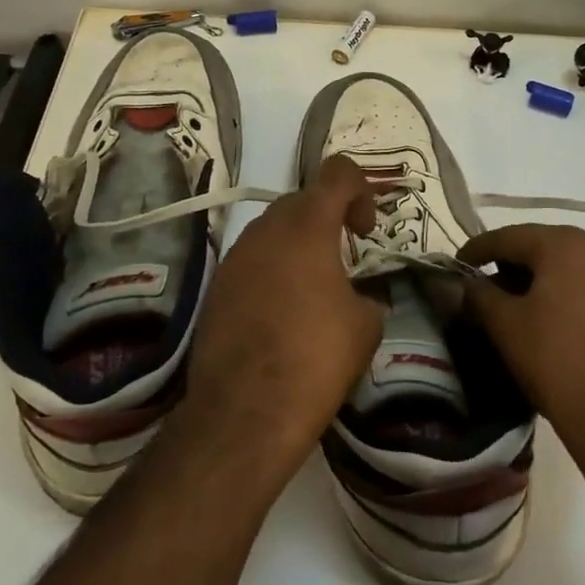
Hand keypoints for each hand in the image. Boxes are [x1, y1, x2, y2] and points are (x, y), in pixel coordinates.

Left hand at [180, 155, 383, 478]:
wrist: (245, 412)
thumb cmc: (315, 359)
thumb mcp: (366, 326)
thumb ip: (368, 295)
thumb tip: (359, 298)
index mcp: (307, 227)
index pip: (337, 172)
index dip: (361, 190)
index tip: (365, 231)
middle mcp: (266, 230)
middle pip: (303, 200)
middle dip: (329, 220)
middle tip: (346, 260)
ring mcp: (235, 258)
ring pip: (274, 231)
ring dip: (299, 246)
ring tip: (314, 291)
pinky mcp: (216, 288)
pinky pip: (253, 261)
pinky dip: (273, 271)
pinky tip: (283, 315)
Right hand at [458, 224, 584, 450]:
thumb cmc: (557, 360)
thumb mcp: (506, 326)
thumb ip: (479, 296)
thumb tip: (465, 284)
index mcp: (565, 246)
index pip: (508, 237)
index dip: (477, 249)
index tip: (457, 265)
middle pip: (541, 250)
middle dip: (509, 267)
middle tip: (483, 289)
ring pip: (568, 272)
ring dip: (538, 284)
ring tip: (515, 310)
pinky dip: (565, 301)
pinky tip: (553, 328)